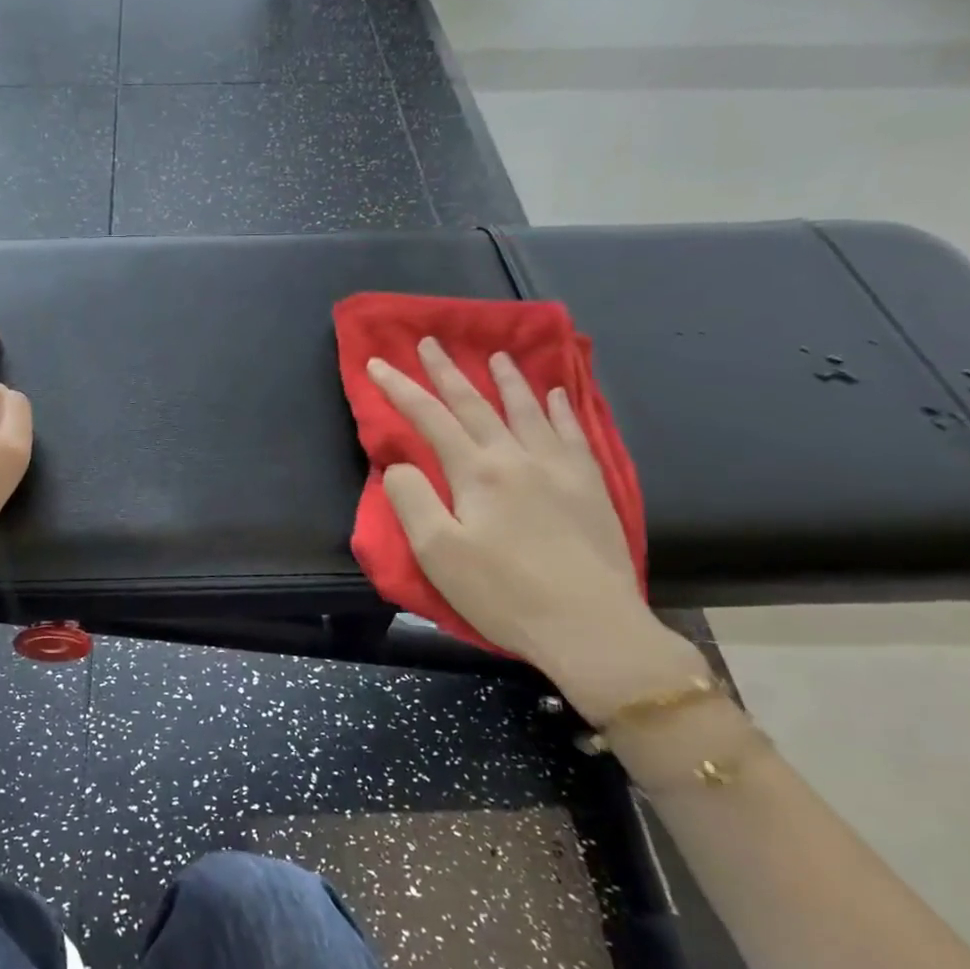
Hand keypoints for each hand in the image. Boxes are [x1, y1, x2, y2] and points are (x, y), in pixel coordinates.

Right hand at [367, 341, 695, 722]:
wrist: (591, 627)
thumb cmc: (504, 594)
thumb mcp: (439, 554)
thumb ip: (412, 501)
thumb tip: (400, 464)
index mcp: (476, 473)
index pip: (429, 418)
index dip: (400, 389)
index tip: (377, 362)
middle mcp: (517, 457)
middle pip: (475, 404)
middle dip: (447, 372)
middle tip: (430, 341)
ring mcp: (559, 468)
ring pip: (526, 410)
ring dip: (506, 380)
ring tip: (494, 355)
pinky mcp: (590, 485)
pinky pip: (571, 432)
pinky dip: (558, 408)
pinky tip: (555, 394)